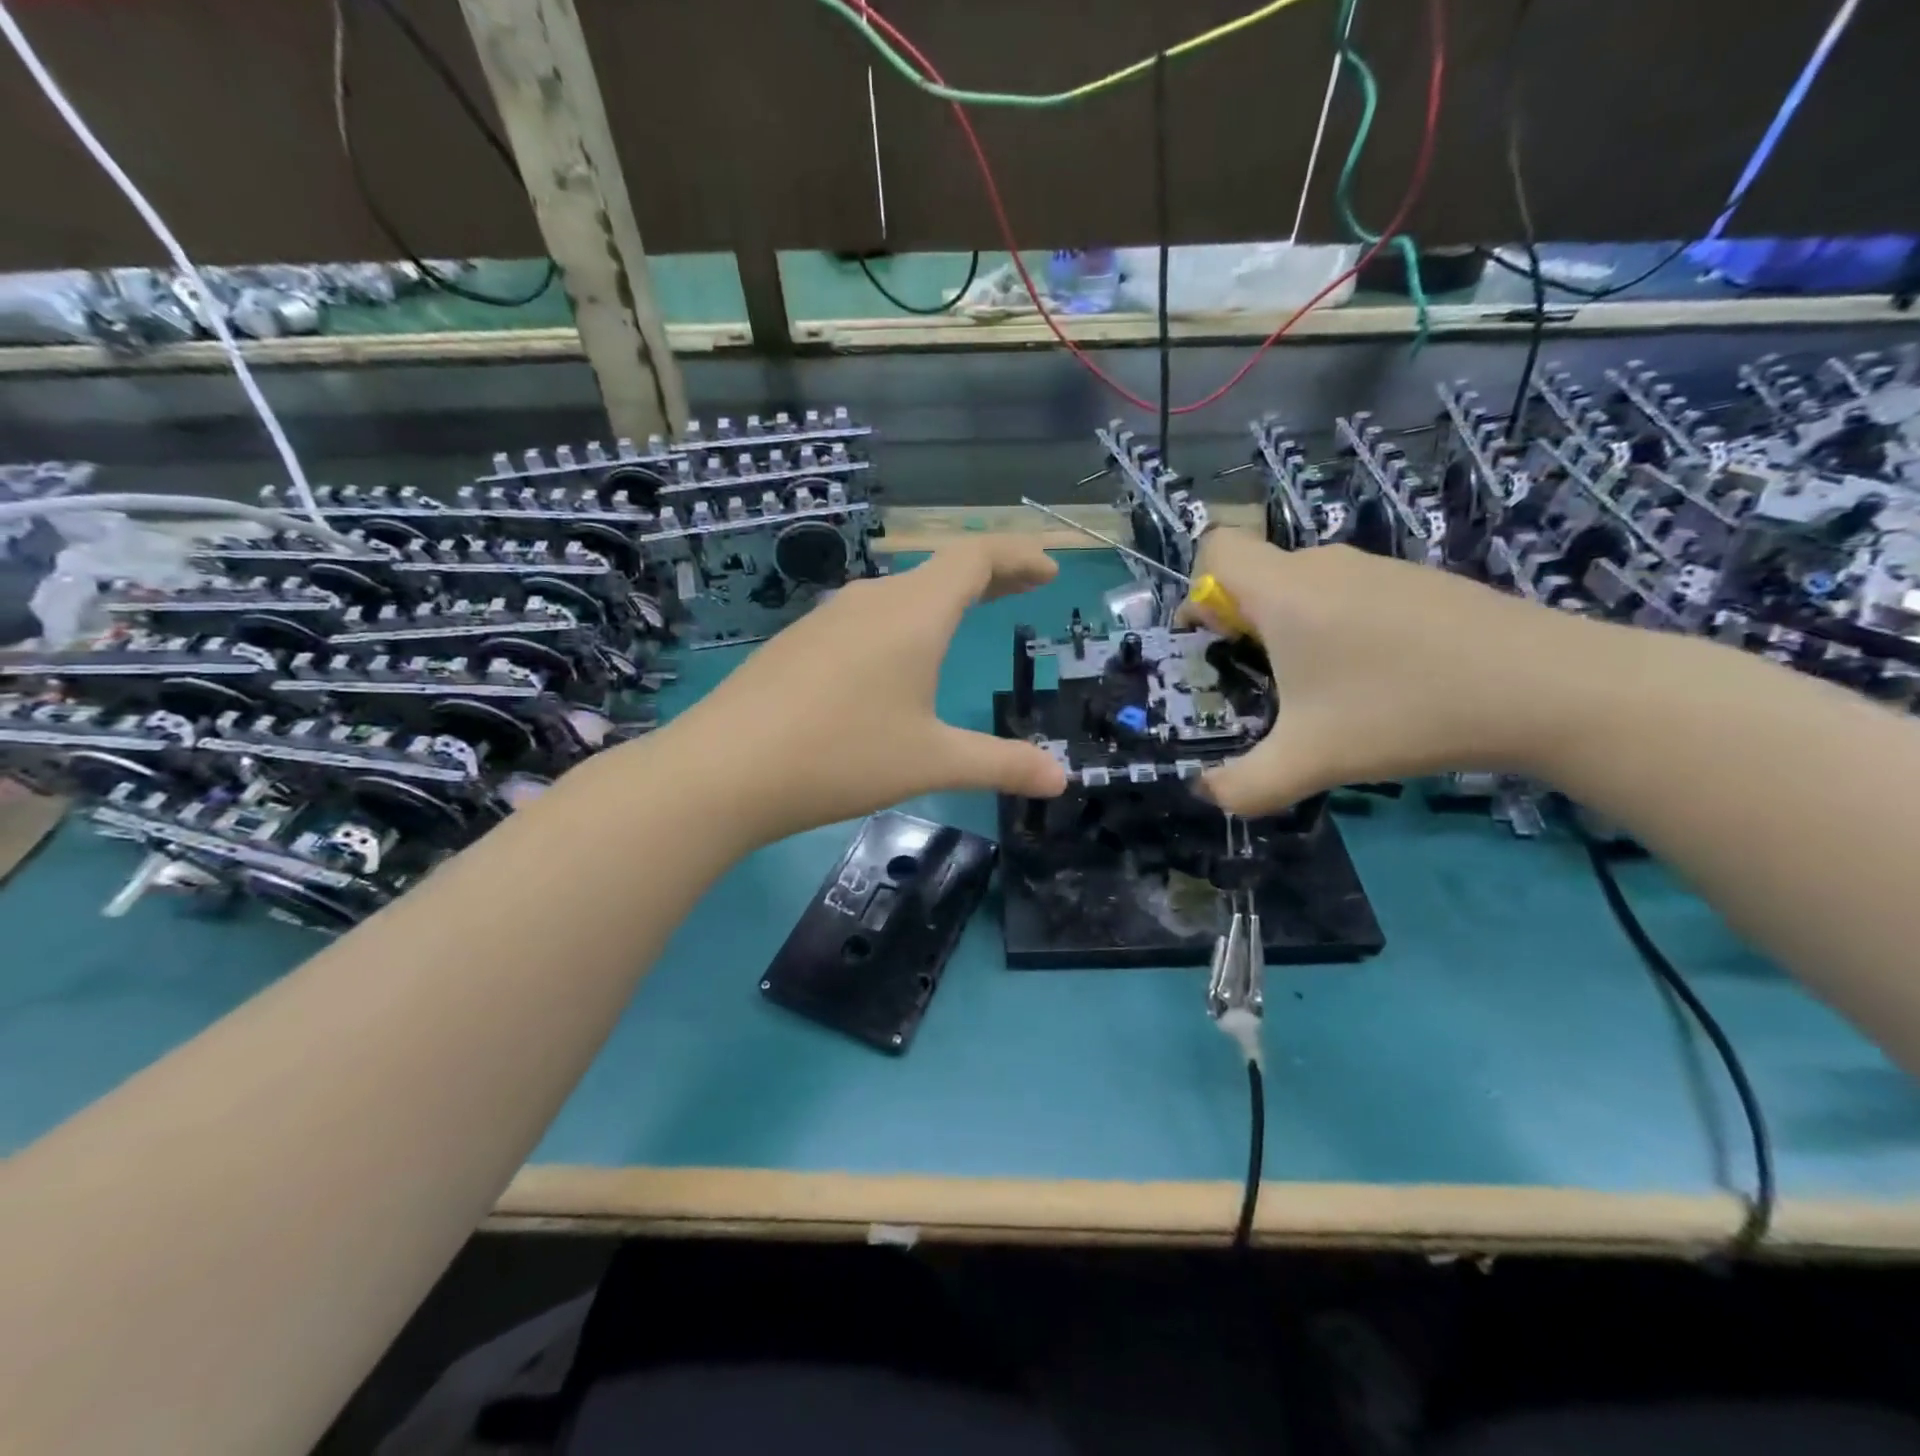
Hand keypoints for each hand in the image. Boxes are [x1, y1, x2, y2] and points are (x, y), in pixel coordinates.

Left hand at [648, 538, 1069, 844]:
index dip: (1017, 556)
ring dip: (941, 599)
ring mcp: (827, 619)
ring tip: (965, 617)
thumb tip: (1062, 779)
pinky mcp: (797, 643)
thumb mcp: (931, 762)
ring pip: (899, 593)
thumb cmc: (841, 756)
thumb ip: (1001, 764)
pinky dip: (902, 621)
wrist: (723, 770)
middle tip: (1024, 587)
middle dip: (989, 575)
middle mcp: (871, 601)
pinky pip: (865, 618)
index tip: (1050, 570)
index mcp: (913, 614)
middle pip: (939, 570)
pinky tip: (893, 657)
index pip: (976, 558)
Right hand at [1180, 529, 1583, 813]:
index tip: (1213, 644)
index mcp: (1284, 590)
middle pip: (1255, 574)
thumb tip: (1206, 794)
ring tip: (1320, 693)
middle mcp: (1324, 566)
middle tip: (1258, 686)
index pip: (1215, 547)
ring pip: (1303, 587)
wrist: (1550, 688)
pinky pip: (1348, 596)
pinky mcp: (1418, 584)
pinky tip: (1377, 681)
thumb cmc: (1404, 711)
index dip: (1197, 590)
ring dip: (1290, 632)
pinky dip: (1338, 630)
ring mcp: (1378, 569)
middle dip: (1238, 625)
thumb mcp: (1308, 762)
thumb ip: (1242, 786)